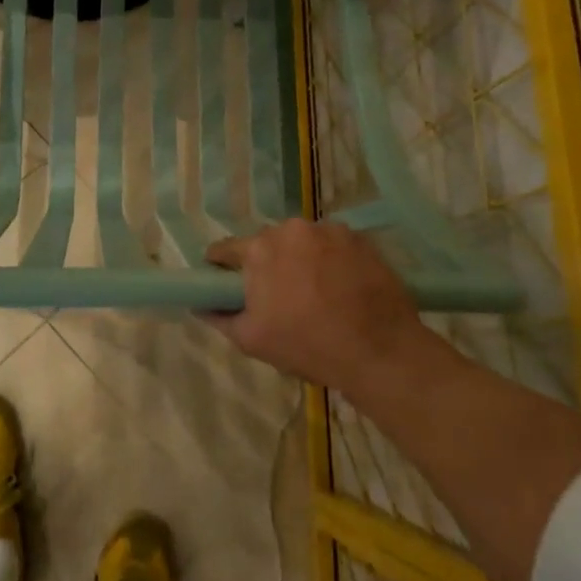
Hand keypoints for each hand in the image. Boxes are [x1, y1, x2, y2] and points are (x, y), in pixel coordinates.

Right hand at [203, 219, 430, 395]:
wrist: (380, 352)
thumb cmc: (307, 346)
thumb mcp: (251, 340)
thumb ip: (219, 316)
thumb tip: (200, 304)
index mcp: (259, 249)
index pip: (225, 249)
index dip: (220, 267)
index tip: (225, 284)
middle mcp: (291, 229)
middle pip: (267, 243)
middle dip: (267, 264)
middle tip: (278, 296)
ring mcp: (329, 230)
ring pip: (302, 242)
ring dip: (301, 259)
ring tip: (315, 292)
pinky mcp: (360, 238)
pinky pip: (333, 245)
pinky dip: (331, 260)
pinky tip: (341, 287)